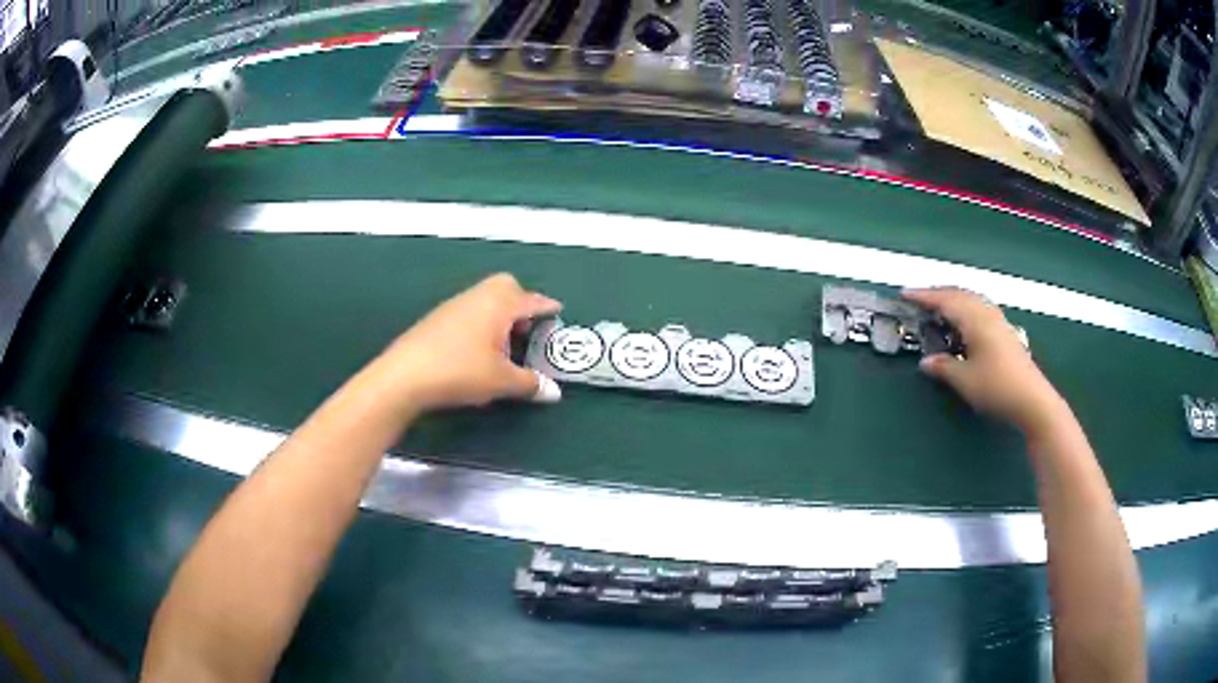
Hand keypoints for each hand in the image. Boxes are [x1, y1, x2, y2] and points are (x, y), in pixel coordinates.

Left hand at [378, 273, 561, 412]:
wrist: (405, 375)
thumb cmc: (460, 371)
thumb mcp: (501, 382)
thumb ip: (529, 384)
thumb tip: (553, 392)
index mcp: (498, 305)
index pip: (530, 300)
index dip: (545, 307)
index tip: (556, 310)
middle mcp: (477, 297)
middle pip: (505, 287)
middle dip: (520, 303)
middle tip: (526, 330)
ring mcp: (454, 306)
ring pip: (485, 300)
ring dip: (499, 316)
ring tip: (503, 346)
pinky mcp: (437, 319)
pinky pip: (469, 311)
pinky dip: (481, 323)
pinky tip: (476, 351)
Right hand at [903, 288, 1063, 434]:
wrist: (1032, 400)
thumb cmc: (997, 388)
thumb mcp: (965, 380)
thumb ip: (944, 367)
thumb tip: (925, 361)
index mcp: (975, 319)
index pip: (945, 300)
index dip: (924, 296)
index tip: (905, 294)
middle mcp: (986, 313)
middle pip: (959, 294)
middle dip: (938, 294)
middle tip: (919, 300)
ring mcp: (998, 321)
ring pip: (971, 300)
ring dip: (953, 299)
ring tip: (939, 308)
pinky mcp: (1005, 331)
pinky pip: (980, 308)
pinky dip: (965, 308)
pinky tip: (963, 322)